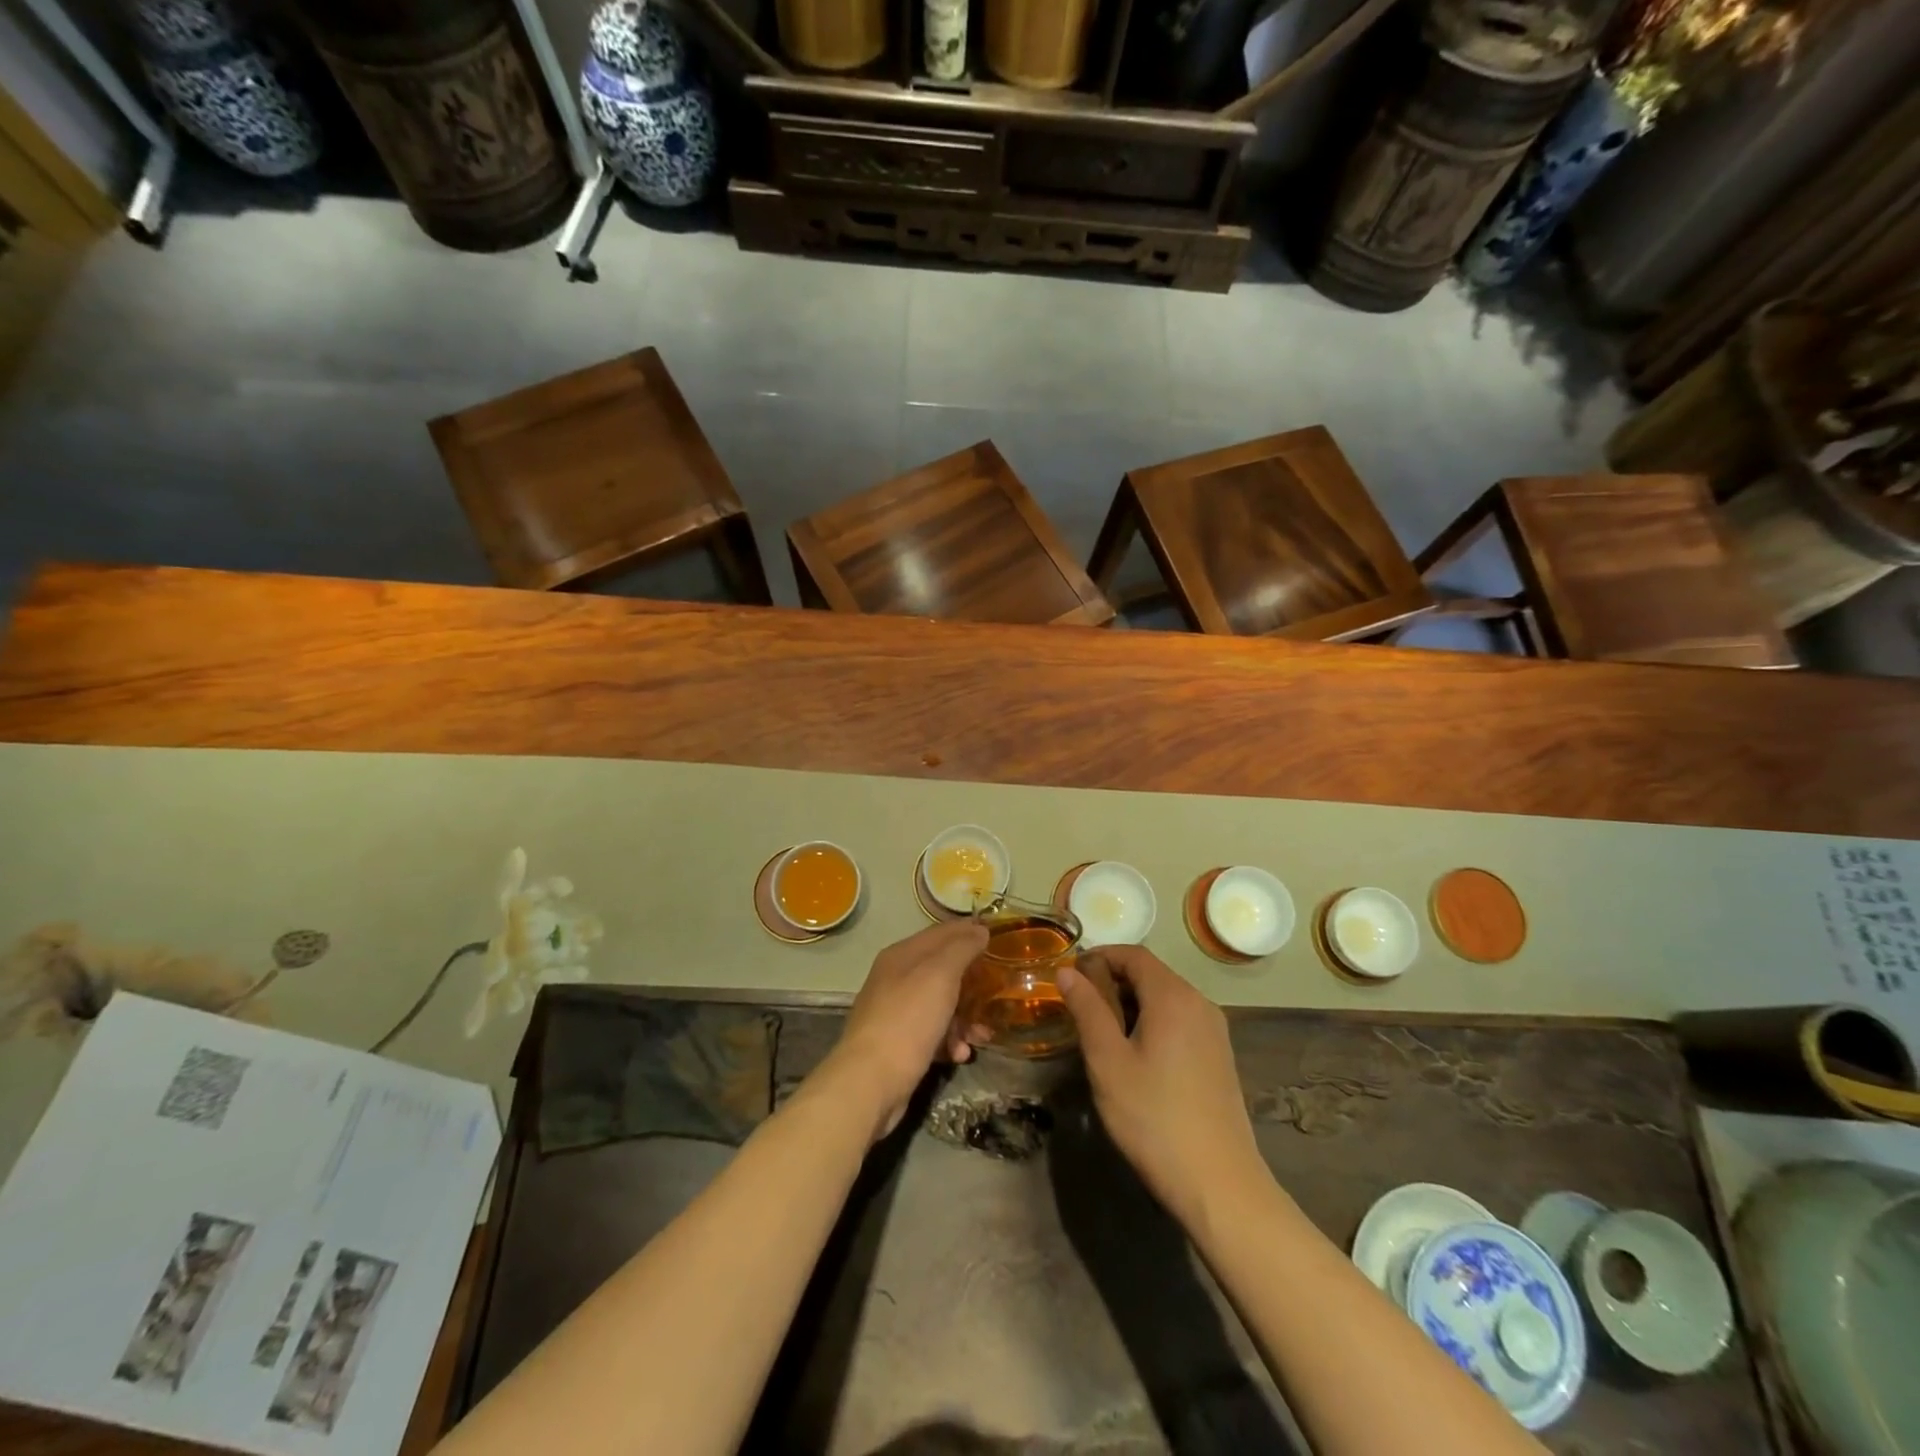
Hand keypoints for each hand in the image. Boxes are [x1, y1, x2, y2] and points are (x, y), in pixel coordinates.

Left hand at [825, 920, 987, 1139]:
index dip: (970, 931)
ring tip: (982, 1035)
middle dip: (972, 982)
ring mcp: (896, 1012)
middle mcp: (896, 978)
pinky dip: (949, 1041)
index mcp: (902, 955)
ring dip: (965, 1018)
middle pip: (943, 970)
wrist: (871, 1081)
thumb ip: (961, 948)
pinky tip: (960, 1054)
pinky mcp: (899, 1043)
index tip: (999, 939)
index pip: (942, 932)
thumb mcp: (940, 975)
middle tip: (998, 992)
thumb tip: (979, 929)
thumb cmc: (908, 1019)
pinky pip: (932, 1033)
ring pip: (941, 1005)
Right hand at [1057, 946, 1267, 1230]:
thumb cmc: (1154, 1118)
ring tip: (1101, 1034)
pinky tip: (1135, 1056)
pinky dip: (1152, 1022)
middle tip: (1079, 1008)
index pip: (1134, 954)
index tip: (1070, 975)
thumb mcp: (1108, 1062)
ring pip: (1166, 998)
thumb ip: (1087, 1009)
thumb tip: (1067, 971)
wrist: (1220, 1185)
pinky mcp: (1219, 1056)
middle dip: (1112, 981)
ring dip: (1131, 1003)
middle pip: (1151, 974)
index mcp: (1174, 996)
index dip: (1099, 956)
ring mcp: (1215, 1031)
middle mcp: (1200, 1003)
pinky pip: (1180, 1021)